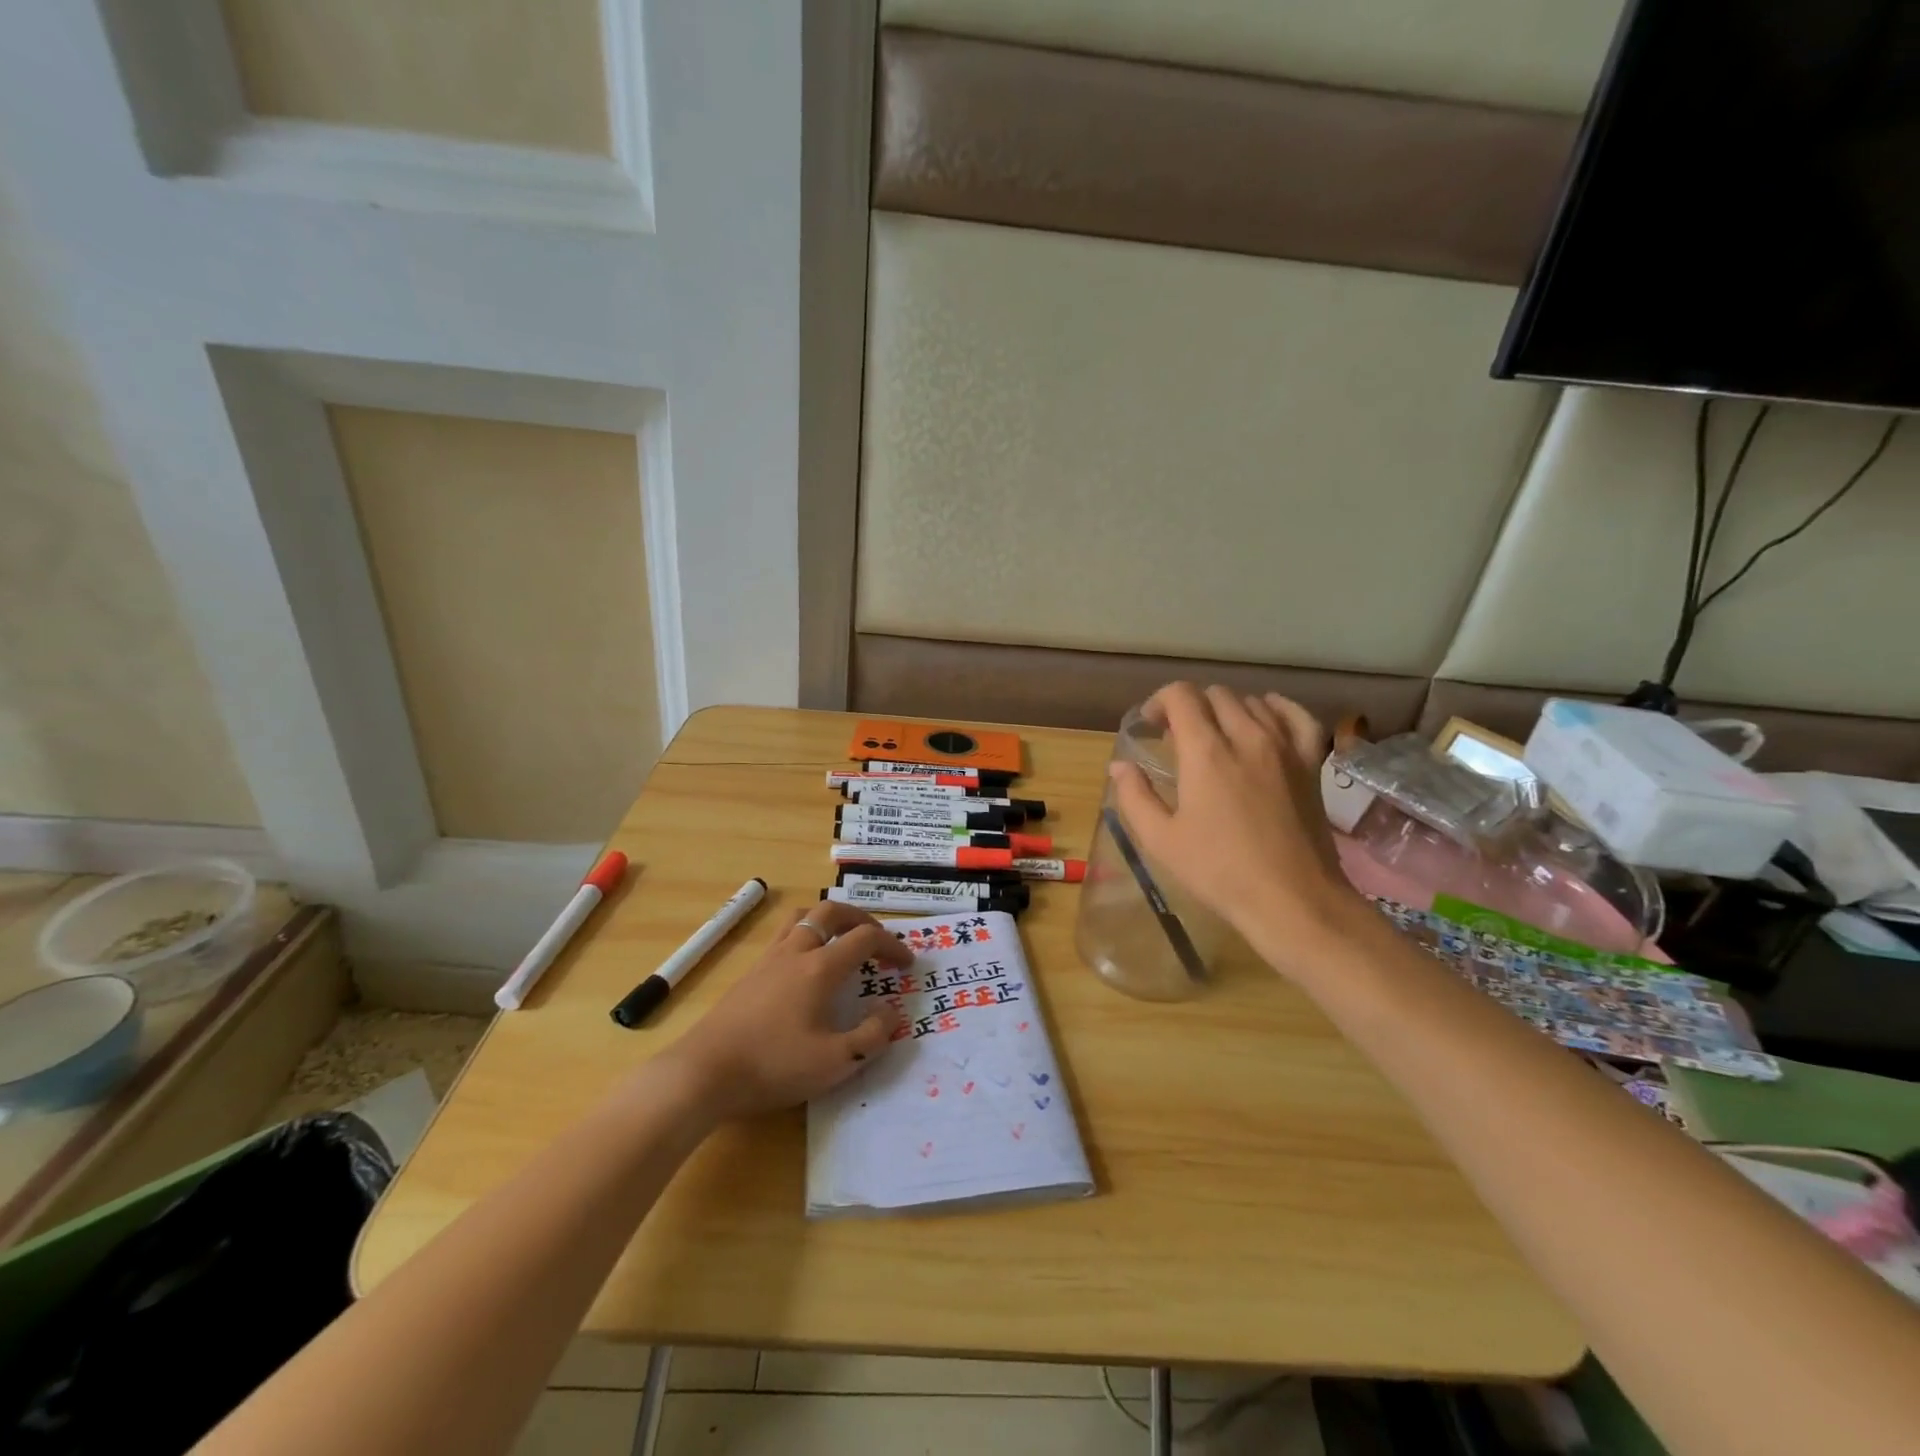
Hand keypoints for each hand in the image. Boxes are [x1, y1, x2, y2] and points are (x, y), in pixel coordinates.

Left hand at [663, 901, 912, 1118]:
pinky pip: (783, 936)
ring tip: (841, 939)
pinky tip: (805, 967)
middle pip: (831, 912)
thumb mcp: (835, 1063)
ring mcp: (768, 960)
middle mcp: (795, 952)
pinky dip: (805, 936)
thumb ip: (871, 1036)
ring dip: (828, 920)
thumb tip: (891, 1012)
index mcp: (820, 968)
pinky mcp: (749, 974)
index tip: (907, 964)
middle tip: (877, 938)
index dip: (892, 945)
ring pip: (802, 917)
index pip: (864, 938)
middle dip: (860, 918)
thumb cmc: (773, 1066)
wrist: (703, 1073)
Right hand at [1109, 683, 1367, 976]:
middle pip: (1216, 694)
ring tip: (1216, 737)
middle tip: (1177, 737)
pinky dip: (1277, 709)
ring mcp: (1284, 747)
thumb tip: (1120, 766)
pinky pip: (1296, 717)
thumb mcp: (1161, 840)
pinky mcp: (1309, 763)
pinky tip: (1265, 720)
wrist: (1291, 899)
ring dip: (1226, 710)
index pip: (1182, 696)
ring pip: (1253, 702)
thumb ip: (1134, 796)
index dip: (1160, 701)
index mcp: (1206, 753)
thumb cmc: (1219, 872)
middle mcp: (1246, 737)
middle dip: (1190, 707)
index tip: (1150, 725)